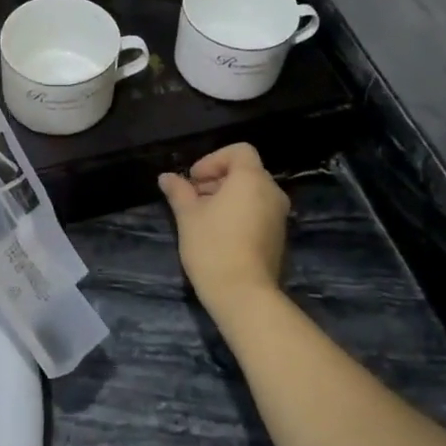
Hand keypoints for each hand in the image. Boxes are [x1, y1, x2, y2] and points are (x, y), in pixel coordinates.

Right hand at [159, 144, 290, 323]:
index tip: (194, 179)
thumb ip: (179, 191)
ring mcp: (279, 216)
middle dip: (217, 179)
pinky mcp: (278, 236)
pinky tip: (218, 232)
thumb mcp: (188, 216)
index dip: (213, 159)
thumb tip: (166, 177)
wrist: (244, 295)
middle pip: (245, 171)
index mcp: (252, 179)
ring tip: (202, 216)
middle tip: (192, 197)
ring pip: (252, 193)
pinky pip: (258, 211)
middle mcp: (271, 192)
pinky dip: (239, 212)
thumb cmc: (213, 246)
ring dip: (227, 196)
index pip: (239, 151)